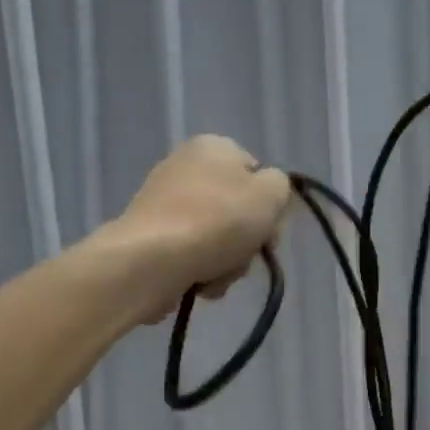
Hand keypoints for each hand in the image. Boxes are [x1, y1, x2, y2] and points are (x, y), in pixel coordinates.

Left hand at [111, 136, 291, 319]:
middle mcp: (185, 166)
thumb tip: (266, 193)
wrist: (153, 260)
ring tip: (218, 275)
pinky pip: (190, 254)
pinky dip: (200, 270)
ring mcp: (163, 202)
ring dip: (227, 262)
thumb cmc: (219, 221)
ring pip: (217, 237)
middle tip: (245, 256)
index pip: (257, 174)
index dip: (269, 206)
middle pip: (236, 209)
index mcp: (214, 146)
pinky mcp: (149, 236)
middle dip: (246, 240)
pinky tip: (198, 283)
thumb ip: (280, 186)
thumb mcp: (271, 194)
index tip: (270, 231)